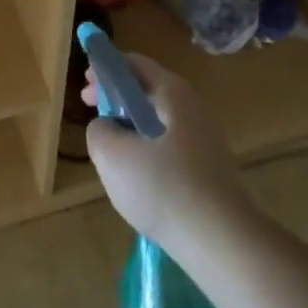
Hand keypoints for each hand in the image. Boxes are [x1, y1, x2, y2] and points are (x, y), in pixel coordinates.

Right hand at [84, 53, 240, 244]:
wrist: (222, 243)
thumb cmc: (163, 188)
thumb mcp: (112, 154)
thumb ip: (99, 130)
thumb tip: (107, 127)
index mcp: (172, 93)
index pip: (134, 64)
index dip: (106, 69)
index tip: (85, 86)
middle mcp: (194, 107)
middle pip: (148, 90)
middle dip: (117, 98)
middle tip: (92, 113)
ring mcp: (206, 139)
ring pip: (159, 119)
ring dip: (132, 124)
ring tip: (111, 147)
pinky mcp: (211, 168)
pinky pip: (171, 145)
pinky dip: (149, 147)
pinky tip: (138, 175)